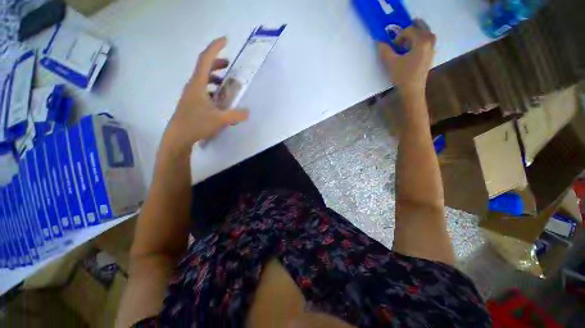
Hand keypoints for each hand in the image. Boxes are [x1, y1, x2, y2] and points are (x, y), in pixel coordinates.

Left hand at [163, 37, 248, 153]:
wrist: (178, 137)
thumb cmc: (196, 124)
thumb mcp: (220, 120)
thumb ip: (236, 115)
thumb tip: (248, 112)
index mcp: (198, 84)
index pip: (206, 59)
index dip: (215, 48)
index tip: (225, 40)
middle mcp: (193, 86)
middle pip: (204, 67)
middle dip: (217, 63)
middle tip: (229, 65)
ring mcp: (191, 94)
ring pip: (203, 79)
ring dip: (215, 77)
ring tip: (226, 83)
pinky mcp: (191, 102)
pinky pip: (203, 90)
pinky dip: (212, 89)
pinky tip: (219, 99)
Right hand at [378, 20, 435, 93]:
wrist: (412, 91)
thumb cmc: (402, 76)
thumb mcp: (391, 63)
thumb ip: (385, 51)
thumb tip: (379, 42)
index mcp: (422, 41)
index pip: (409, 30)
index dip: (398, 36)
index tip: (392, 47)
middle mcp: (430, 42)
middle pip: (421, 27)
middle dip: (410, 30)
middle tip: (400, 36)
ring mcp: (432, 49)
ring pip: (426, 34)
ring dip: (416, 34)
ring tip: (406, 41)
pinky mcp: (430, 56)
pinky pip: (427, 41)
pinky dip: (420, 40)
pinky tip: (412, 48)